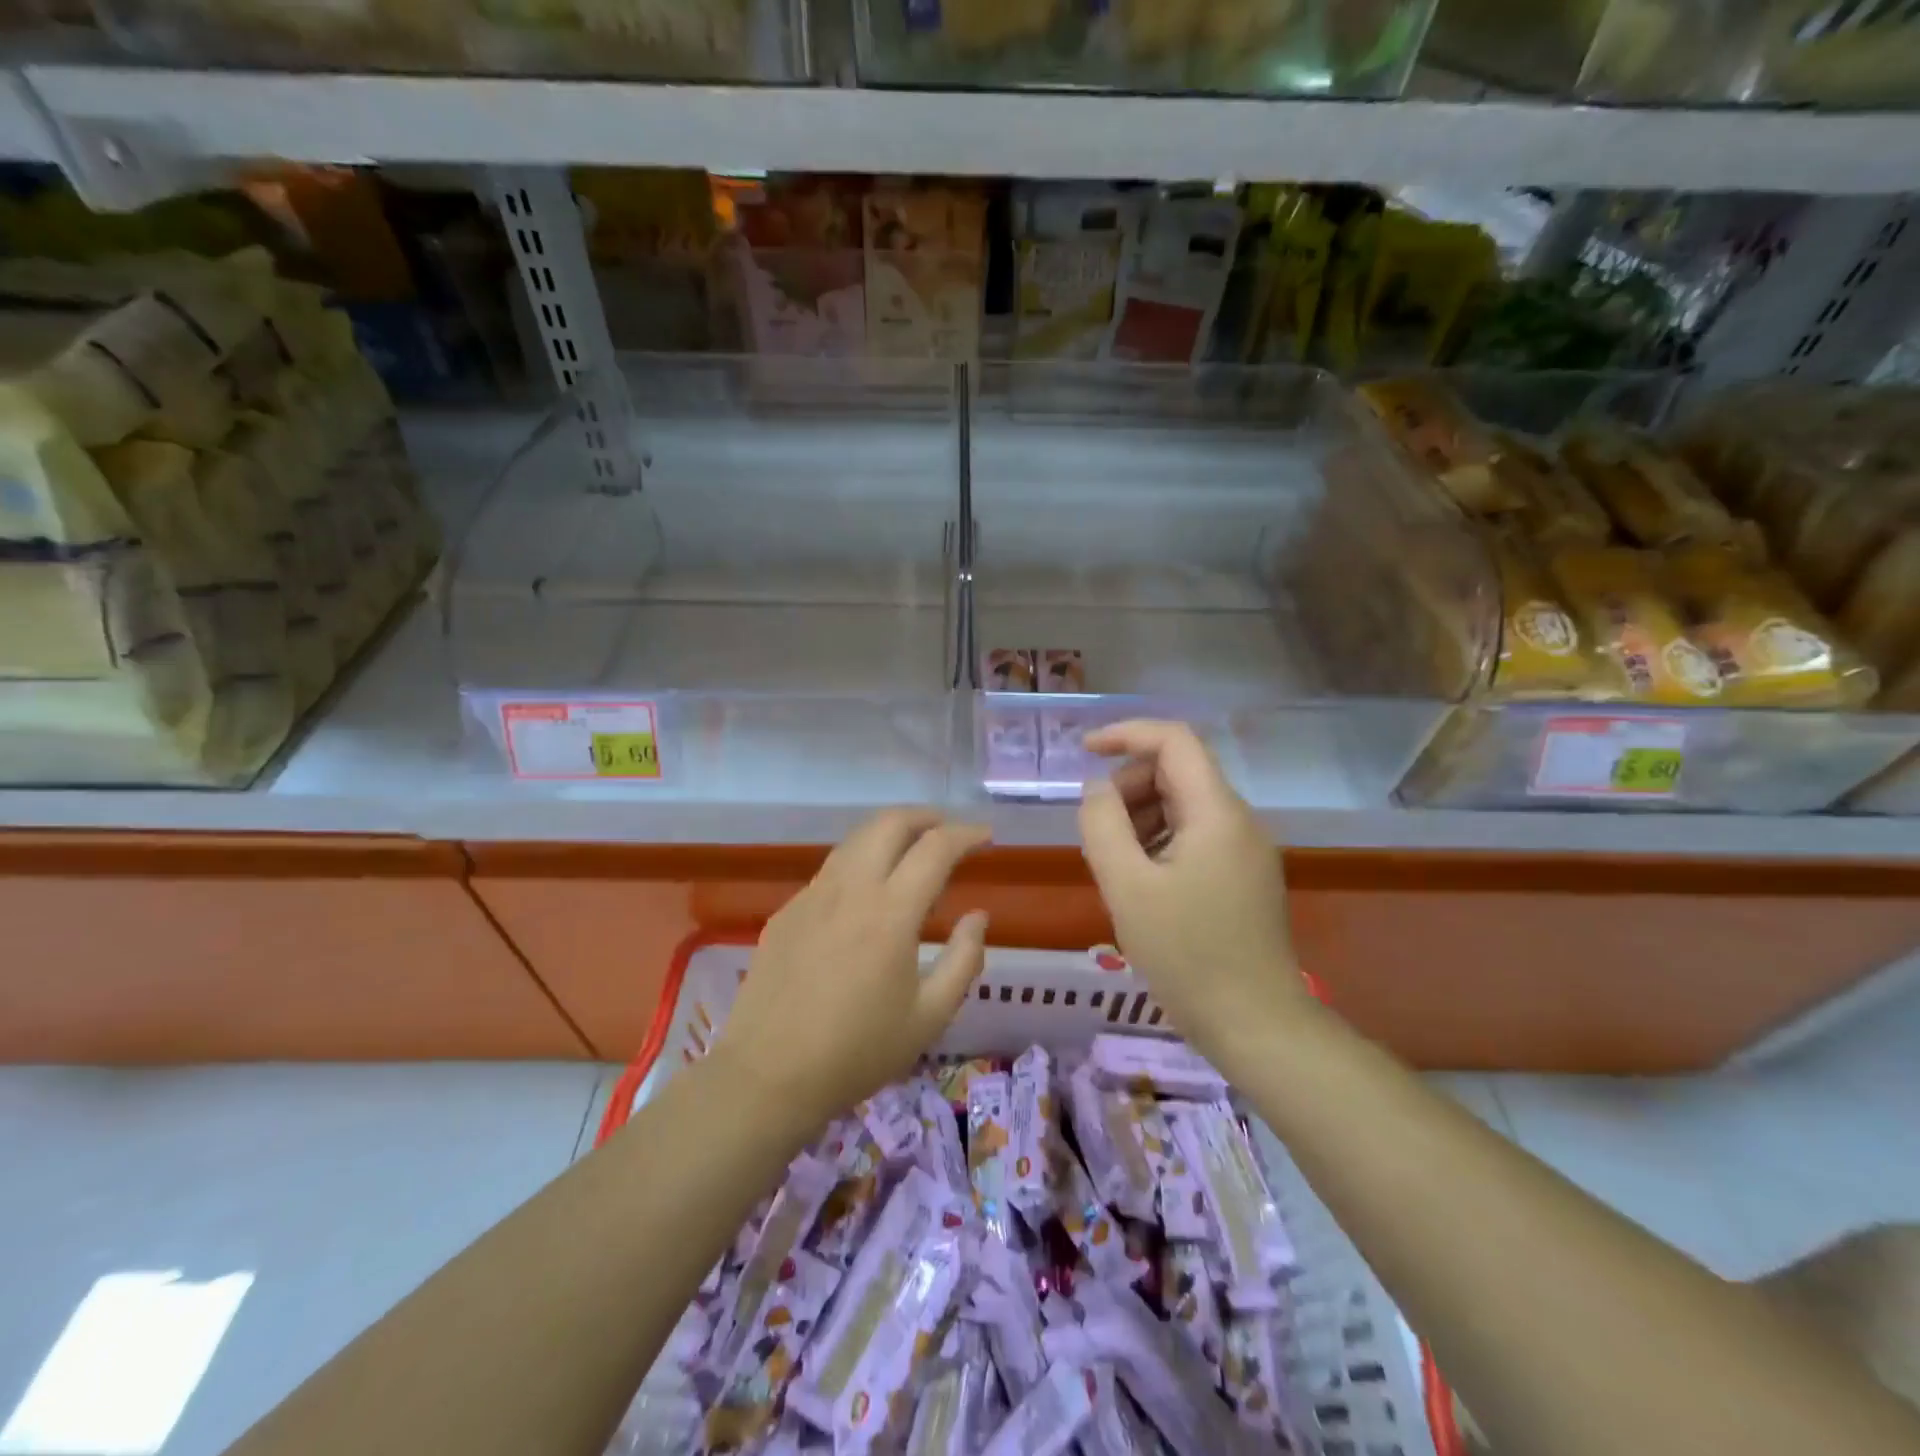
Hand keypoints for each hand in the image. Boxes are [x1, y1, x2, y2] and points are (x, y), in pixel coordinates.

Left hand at [711, 809, 990, 1138]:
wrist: (767, 1076)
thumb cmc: (857, 1052)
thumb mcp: (929, 1016)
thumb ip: (964, 959)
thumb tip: (978, 916)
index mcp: (890, 912)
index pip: (935, 848)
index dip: (966, 834)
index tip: (985, 836)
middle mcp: (850, 889)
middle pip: (889, 822)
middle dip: (926, 816)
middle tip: (948, 831)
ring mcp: (812, 895)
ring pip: (856, 840)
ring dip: (890, 833)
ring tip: (912, 854)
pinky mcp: (787, 911)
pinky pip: (831, 870)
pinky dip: (861, 863)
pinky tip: (867, 896)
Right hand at [1077, 721, 1306, 1061]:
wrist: (1256, 1025)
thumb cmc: (1187, 955)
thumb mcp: (1127, 887)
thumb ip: (1103, 825)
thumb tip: (1096, 790)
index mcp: (1216, 812)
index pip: (1174, 740)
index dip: (1125, 733)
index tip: (1083, 750)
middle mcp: (1238, 820)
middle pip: (1176, 772)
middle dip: (1128, 788)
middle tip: (1098, 836)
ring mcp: (1244, 850)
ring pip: (1182, 806)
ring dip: (1140, 819)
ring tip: (1116, 868)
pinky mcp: (1242, 876)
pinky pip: (1193, 836)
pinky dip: (1158, 843)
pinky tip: (1141, 885)